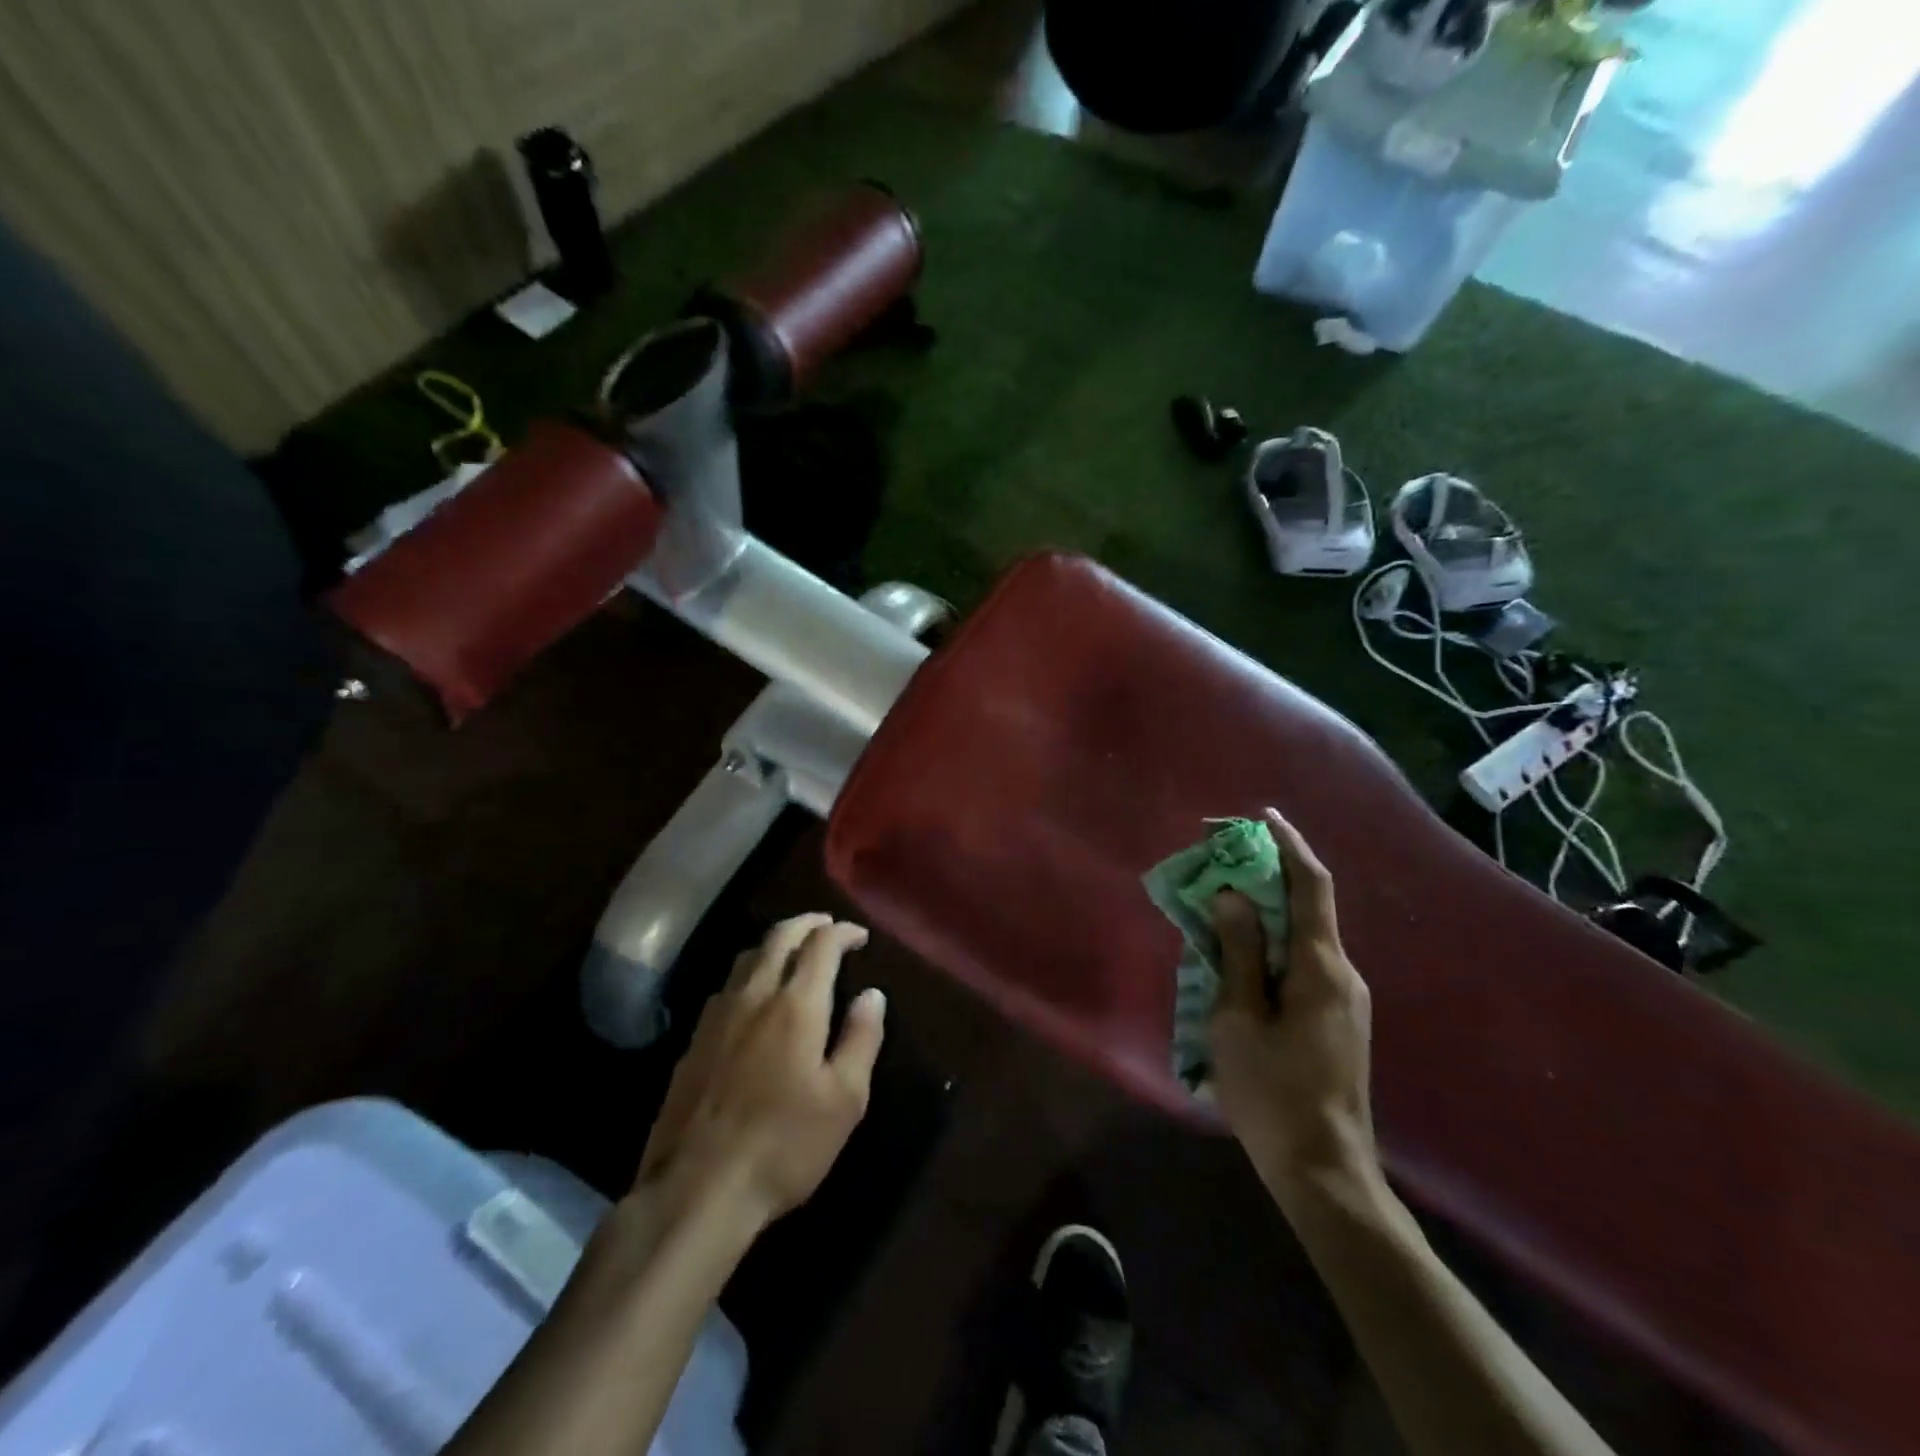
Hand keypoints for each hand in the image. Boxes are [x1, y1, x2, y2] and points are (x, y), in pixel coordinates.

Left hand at [636, 914, 885, 1232]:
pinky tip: (754, 995)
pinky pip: (726, 986)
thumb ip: (861, 1039)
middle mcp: (755, 996)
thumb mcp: (844, 1099)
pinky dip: (750, 972)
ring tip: (793, 951)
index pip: (821, 945)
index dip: (843, 932)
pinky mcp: (693, 1040)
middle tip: (826, 925)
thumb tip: (872, 994)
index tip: (859, 935)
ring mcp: (718, 1015)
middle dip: (807, 923)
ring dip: (775, 942)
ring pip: (747, 956)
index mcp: (796, 1005)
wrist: (698, 1189)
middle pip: (779, 937)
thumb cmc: (785, 1145)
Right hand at [1209, 809, 1378, 1209]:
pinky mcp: (1337, 1020)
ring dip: (1267, 913)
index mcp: (1321, 967)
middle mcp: (1342, 973)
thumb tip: (1233, 896)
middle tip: (1225, 862)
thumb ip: (1238, 952)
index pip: (1310, 887)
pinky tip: (1240, 958)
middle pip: (1308, 907)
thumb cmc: (1273, 1091)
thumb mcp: (1238, 1017)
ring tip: (1222, 906)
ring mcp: (1345, 1000)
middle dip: (1269, 876)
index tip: (1263, 817)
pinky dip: (1273, 945)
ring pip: (1304, 937)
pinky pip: (1304, 964)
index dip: (1290, 846)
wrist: (1325, 1169)